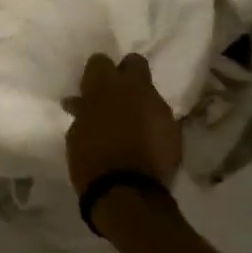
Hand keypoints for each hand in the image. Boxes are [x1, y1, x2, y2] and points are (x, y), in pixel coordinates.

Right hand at [64, 52, 182, 191]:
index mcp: (106, 84)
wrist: (127, 192)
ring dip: (140, 102)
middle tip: (115, 96)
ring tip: (130, 125)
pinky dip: (152, 124)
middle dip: (126, 74)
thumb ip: (83, 112)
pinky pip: (161, 117)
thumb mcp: (76, 133)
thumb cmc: (90, 160)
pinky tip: (144, 142)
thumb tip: (81, 103)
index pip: (100, 60)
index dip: (94, 74)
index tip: (89, 90)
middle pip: (135, 63)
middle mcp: (136, 88)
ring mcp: (159, 107)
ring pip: (150, 92)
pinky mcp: (175, 128)